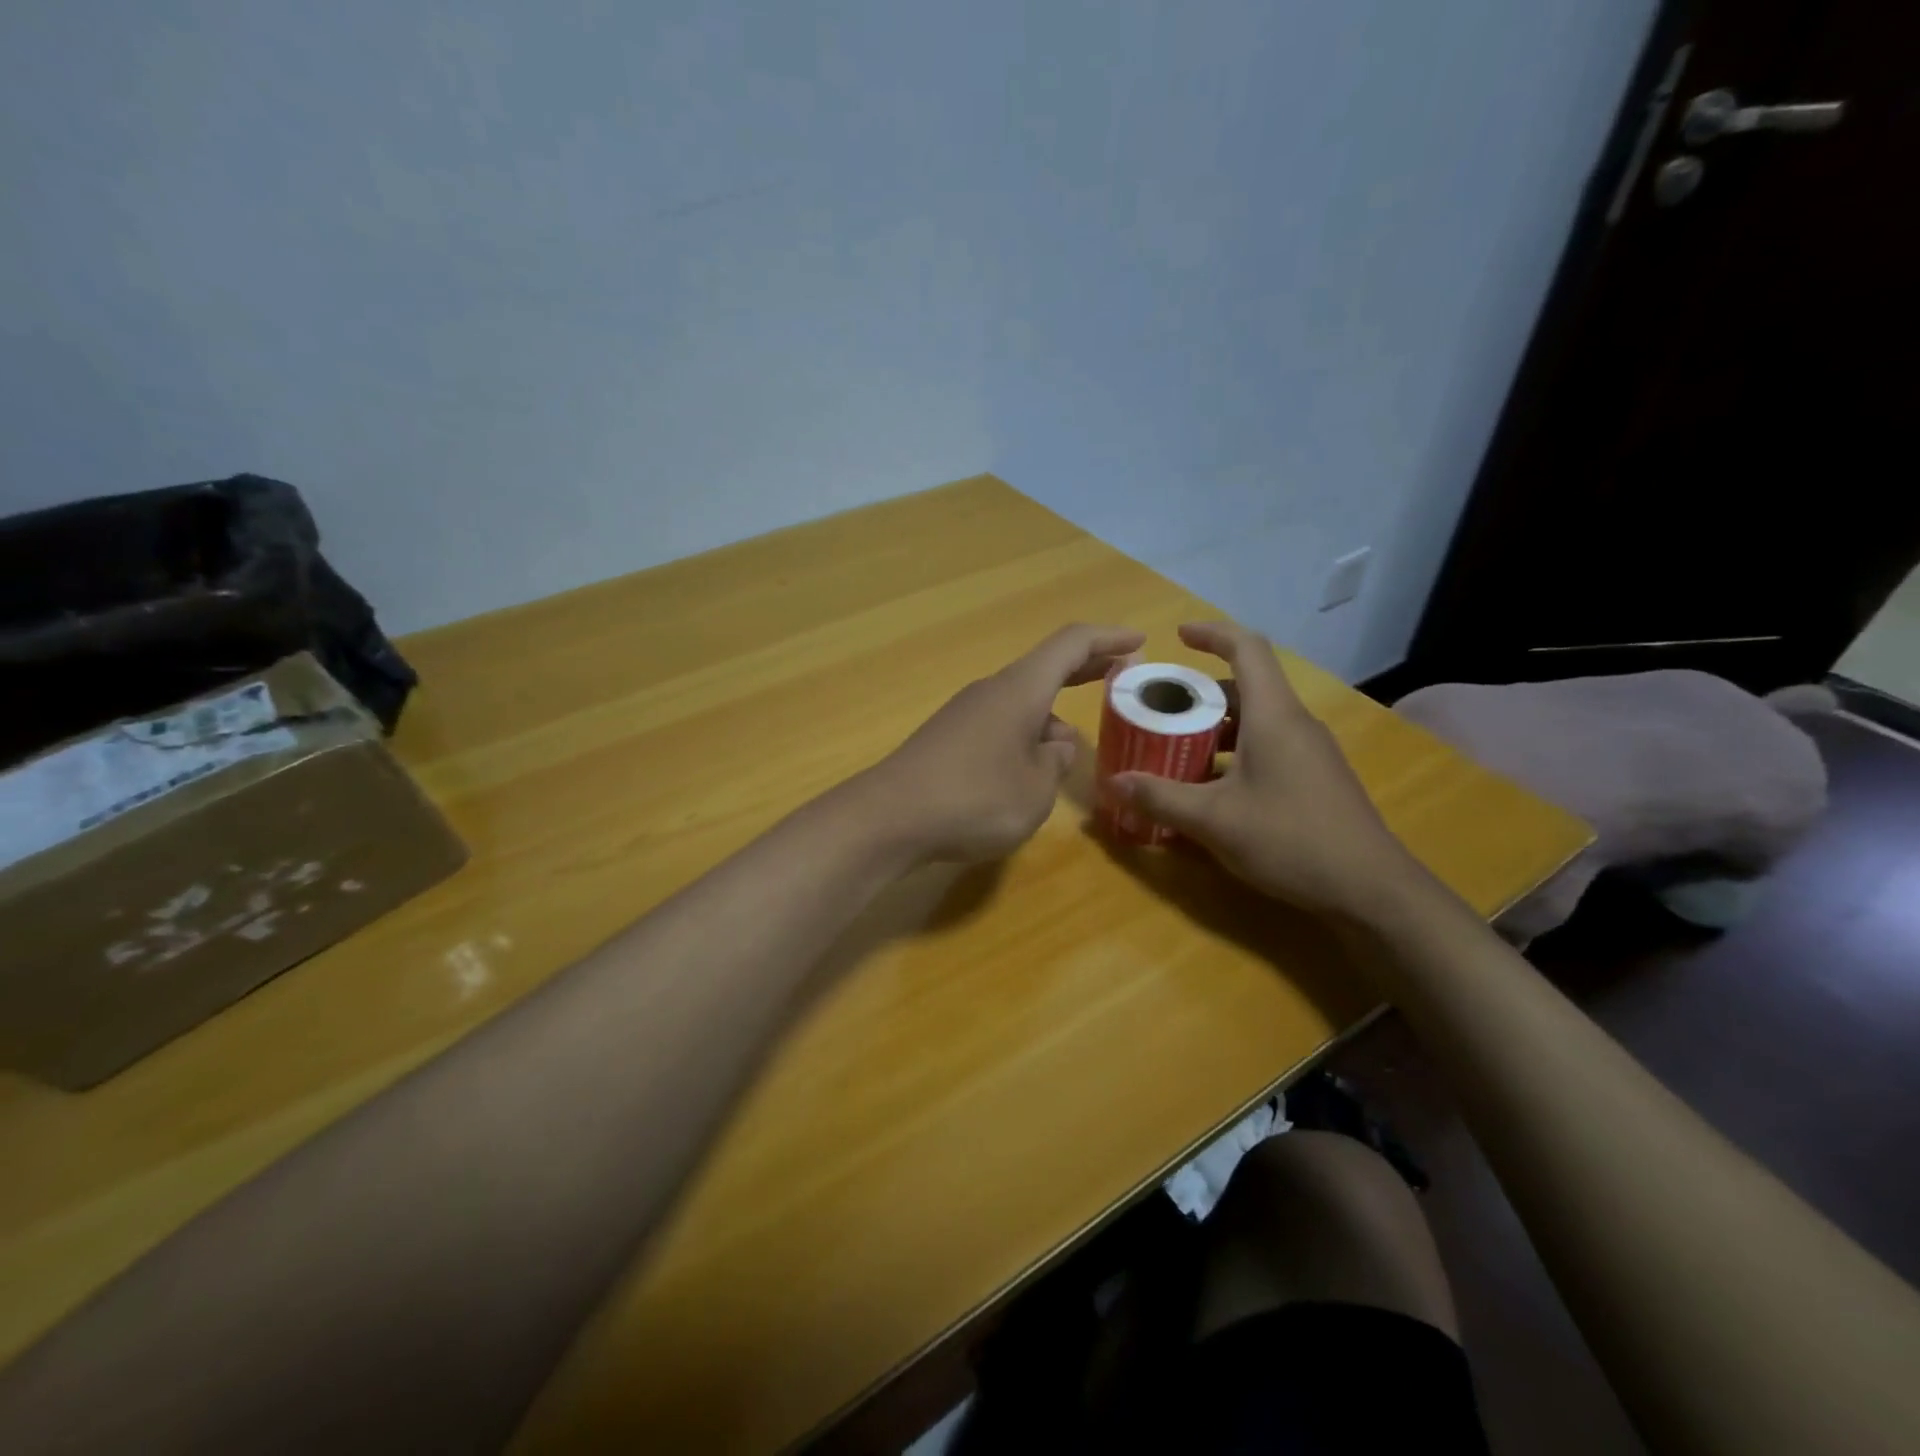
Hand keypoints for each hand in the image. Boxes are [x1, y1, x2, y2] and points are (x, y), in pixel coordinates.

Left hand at [854, 623, 1145, 862]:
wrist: (889, 818)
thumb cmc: (974, 799)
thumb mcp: (1036, 789)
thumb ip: (1056, 762)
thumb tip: (1054, 745)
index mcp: (1020, 690)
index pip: (1071, 644)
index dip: (1108, 639)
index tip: (1139, 643)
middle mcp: (992, 691)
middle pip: (1045, 667)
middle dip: (1085, 669)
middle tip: (1119, 674)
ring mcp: (965, 714)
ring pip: (1021, 702)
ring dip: (1053, 715)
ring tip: (1072, 750)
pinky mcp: (947, 740)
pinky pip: (1000, 724)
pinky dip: (1026, 734)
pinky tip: (1030, 771)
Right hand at [1110, 621, 1430, 920]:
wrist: (1370, 890)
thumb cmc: (1290, 839)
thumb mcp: (1214, 820)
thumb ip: (1160, 798)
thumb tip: (1113, 782)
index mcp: (1273, 717)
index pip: (1247, 650)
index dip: (1212, 634)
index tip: (1177, 636)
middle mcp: (1295, 725)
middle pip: (1246, 688)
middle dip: (1200, 692)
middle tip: (1161, 709)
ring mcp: (1310, 753)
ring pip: (1256, 721)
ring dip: (1215, 727)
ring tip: (1176, 749)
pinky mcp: (1315, 779)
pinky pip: (1267, 748)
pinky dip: (1233, 754)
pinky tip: (1210, 790)